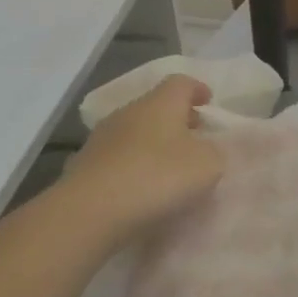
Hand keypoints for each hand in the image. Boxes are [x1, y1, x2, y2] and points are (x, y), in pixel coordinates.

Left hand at [56, 75, 223, 238]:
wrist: (89, 213)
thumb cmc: (157, 177)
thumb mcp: (208, 164)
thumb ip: (214, 151)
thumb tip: (206, 149)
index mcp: (161, 103)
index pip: (181, 82)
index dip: (197, 89)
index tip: (208, 103)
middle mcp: (129, 112)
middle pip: (156, 106)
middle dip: (177, 119)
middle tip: (195, 137)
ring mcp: (101, 139)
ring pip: (135, 132)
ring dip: (153, 144)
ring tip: (169, 167)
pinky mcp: (83, 167)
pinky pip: (117, 159)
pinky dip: (132, 166)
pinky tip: (142, 188)